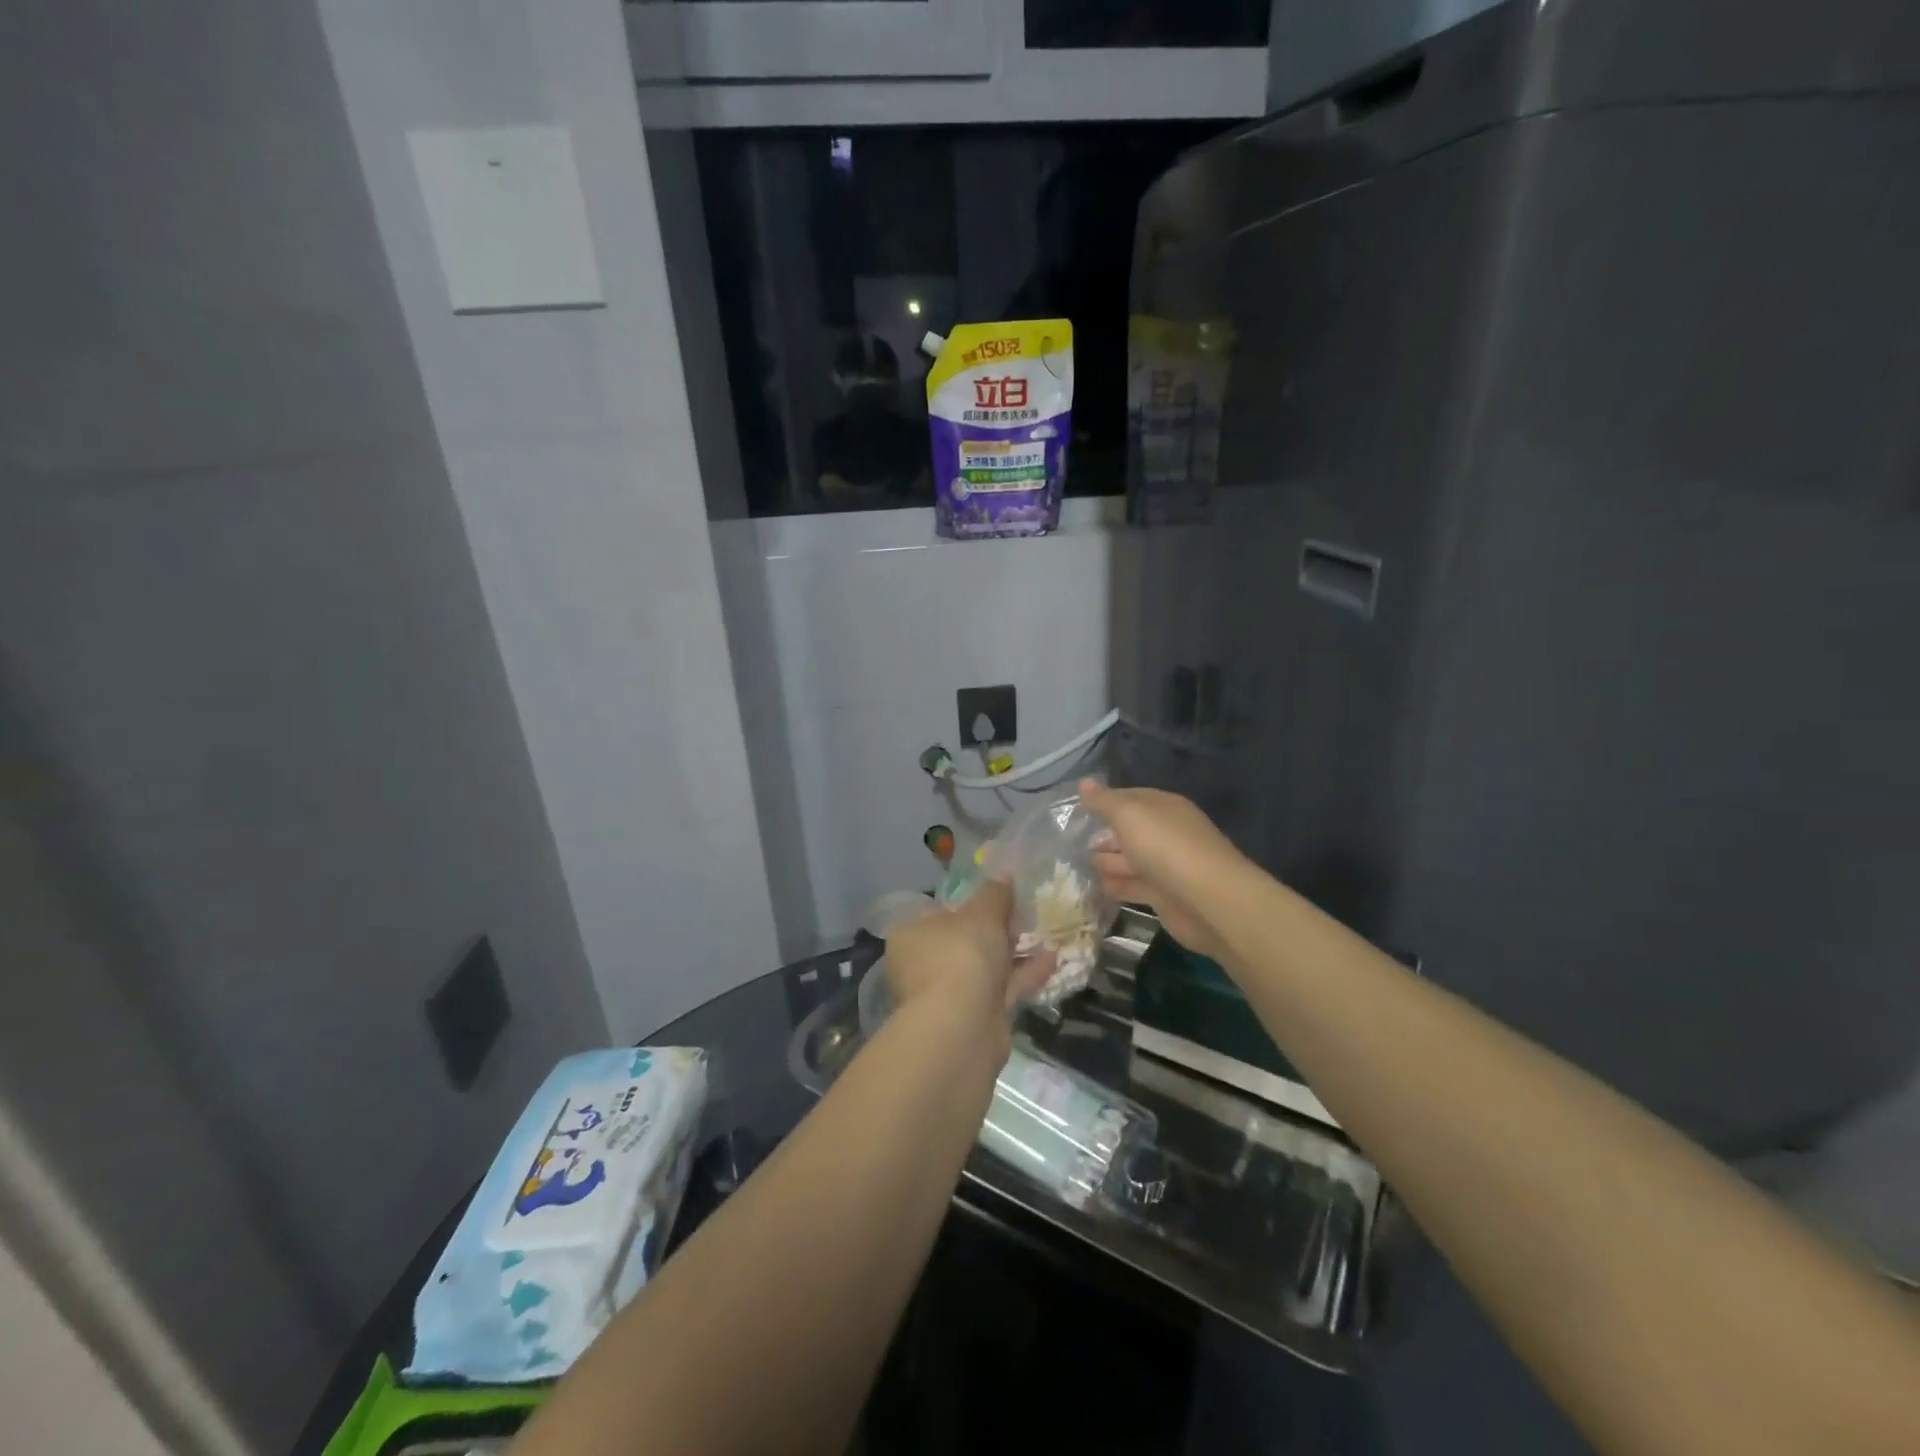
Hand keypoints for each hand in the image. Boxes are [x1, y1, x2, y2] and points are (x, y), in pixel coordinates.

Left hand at [884, 881, 1052, 1046]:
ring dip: (1013, 953)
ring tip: (1046, 932)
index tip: (997, 898)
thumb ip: (995, 894)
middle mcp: (923, 965)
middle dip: (995, 930)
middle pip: (963, 941)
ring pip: (984, 967)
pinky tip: (1053, 958)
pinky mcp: (974, 1018)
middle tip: (1025, 913)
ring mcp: (947, 995)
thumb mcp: (982, 913)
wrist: (962, 1028)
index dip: (968, 904)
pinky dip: (1024, 975)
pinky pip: (1001, 989)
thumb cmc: (961, 956)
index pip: (937, 912)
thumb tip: (1003, 875)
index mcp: (911, 935)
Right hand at [1080, 778, 1250, 962]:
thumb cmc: (1165, 847)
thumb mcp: (1129, 814)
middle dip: (1104, 836)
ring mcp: (1166, 865)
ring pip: (1130, 860)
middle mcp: (1166, 833)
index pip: (1129, 797)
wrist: (1207, 900)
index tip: (1078, 810)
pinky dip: (1117, 886)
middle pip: (1129, 831)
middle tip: (1075, 844)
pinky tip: (1099, 887)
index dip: (1104, 802)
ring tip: (1083, 868)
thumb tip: (1083, 782)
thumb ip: (1104, 801)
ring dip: (1108, 863)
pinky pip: (1134, 886)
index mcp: (1163, 806)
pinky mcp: (1164, 896)